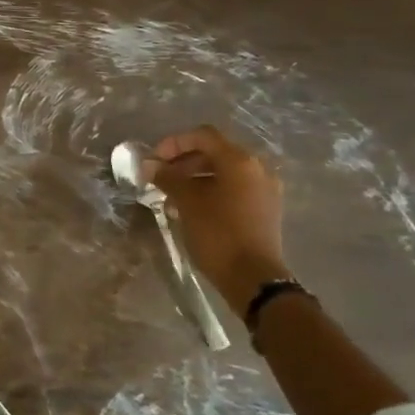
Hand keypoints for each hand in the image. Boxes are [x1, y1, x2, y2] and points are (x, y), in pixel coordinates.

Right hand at [146, 125, 290, 309]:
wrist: (254, 278)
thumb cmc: (218, 234)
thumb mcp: (187, 203)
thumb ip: (168, 178)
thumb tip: (150, 165)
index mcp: (239, 161)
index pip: (202, 136)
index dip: (174, 143)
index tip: (153, 161)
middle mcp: (256, 168)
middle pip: (214, 152)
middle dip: (183, 162)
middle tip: (160, 178)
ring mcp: (264, 189)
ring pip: (223, 172)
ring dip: (195, 178)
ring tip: (171, 197)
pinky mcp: (265, 208)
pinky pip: (234, 189)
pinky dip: (211, 191)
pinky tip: (192, 209)